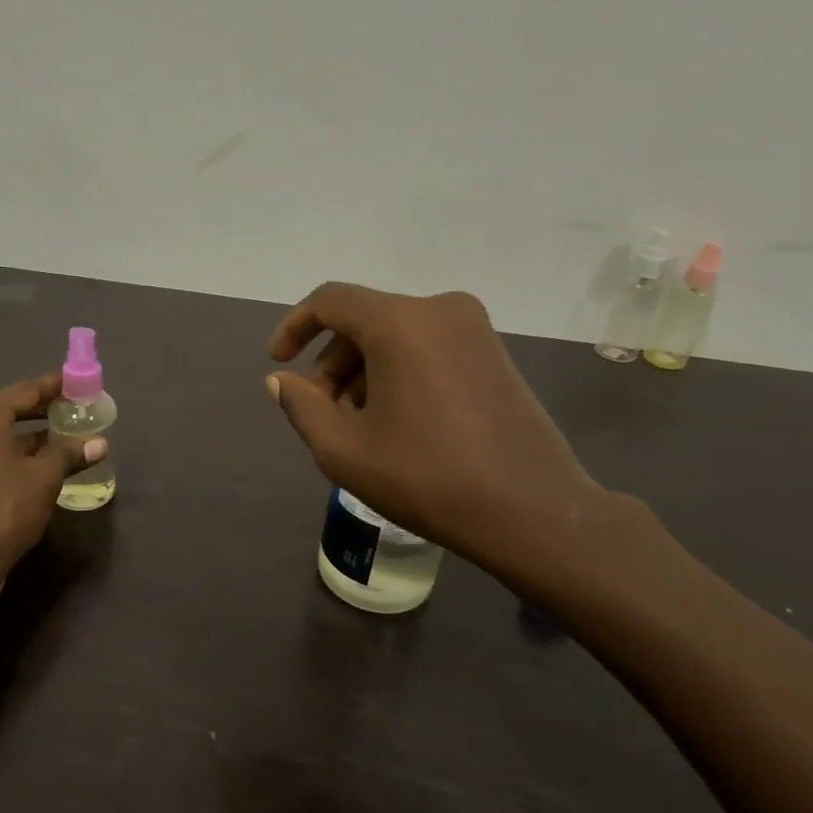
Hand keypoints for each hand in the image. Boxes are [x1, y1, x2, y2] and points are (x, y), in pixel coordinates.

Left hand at [0, 374, 105, 580]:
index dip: (54, 386)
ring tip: (65, 440)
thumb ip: (70, 453)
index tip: (78, 384)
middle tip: (75, 411)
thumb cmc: (5, 507)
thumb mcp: (45, 477)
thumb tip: (99, 443)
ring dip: (31, 437)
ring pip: (0, 436)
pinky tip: (40, 467)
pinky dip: (15, 455)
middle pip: (9, 410)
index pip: (25, 390)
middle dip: (43, 412)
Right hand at [267, 283, 621, 596]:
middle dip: (332, 363)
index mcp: (401, 323)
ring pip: (396, 335)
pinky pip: (428, 347)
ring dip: (364, 372)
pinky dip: (399, 373)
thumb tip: (281, 380)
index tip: (279, 362)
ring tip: (359, 427)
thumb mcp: (345, 451)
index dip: (295, 326)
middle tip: (321, 414)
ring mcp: (474, 329)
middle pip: (364, 320)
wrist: (533, 511)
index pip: (330, 301)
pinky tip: (397, 422)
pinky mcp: (494, 352)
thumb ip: (302, 407)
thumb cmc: (428, 479)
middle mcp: (440, 309)